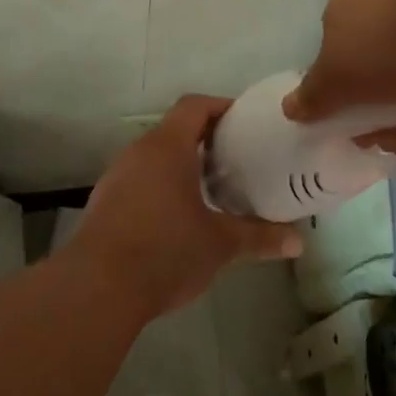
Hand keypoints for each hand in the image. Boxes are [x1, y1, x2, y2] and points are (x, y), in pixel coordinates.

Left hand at [74, 95, 302, 315]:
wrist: (97, 289)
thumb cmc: (165, 251)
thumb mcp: (220, 244)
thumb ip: (259, 237)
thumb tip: (298, 241)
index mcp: (167, 146)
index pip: (194, 106)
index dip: (221, 107)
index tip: (246, 123)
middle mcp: (139, 152)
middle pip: (175, 130)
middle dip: (206, 140)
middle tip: (237, 160)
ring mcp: (117, 177)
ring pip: (155, 157)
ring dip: (182, 166)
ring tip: (212, 189)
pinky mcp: (104, 203)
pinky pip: (139, 181)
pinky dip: (161, 187)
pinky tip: (178, 218)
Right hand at [282, 0, 395, 156]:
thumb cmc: (388, 43)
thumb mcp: (337, 77)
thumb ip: (313, 97)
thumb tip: (289, 107)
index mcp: (348, 15)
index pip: (339, 68)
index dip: (349, 110)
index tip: (366, 136)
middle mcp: (387, 13)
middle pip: (382, 85)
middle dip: (393, 126)